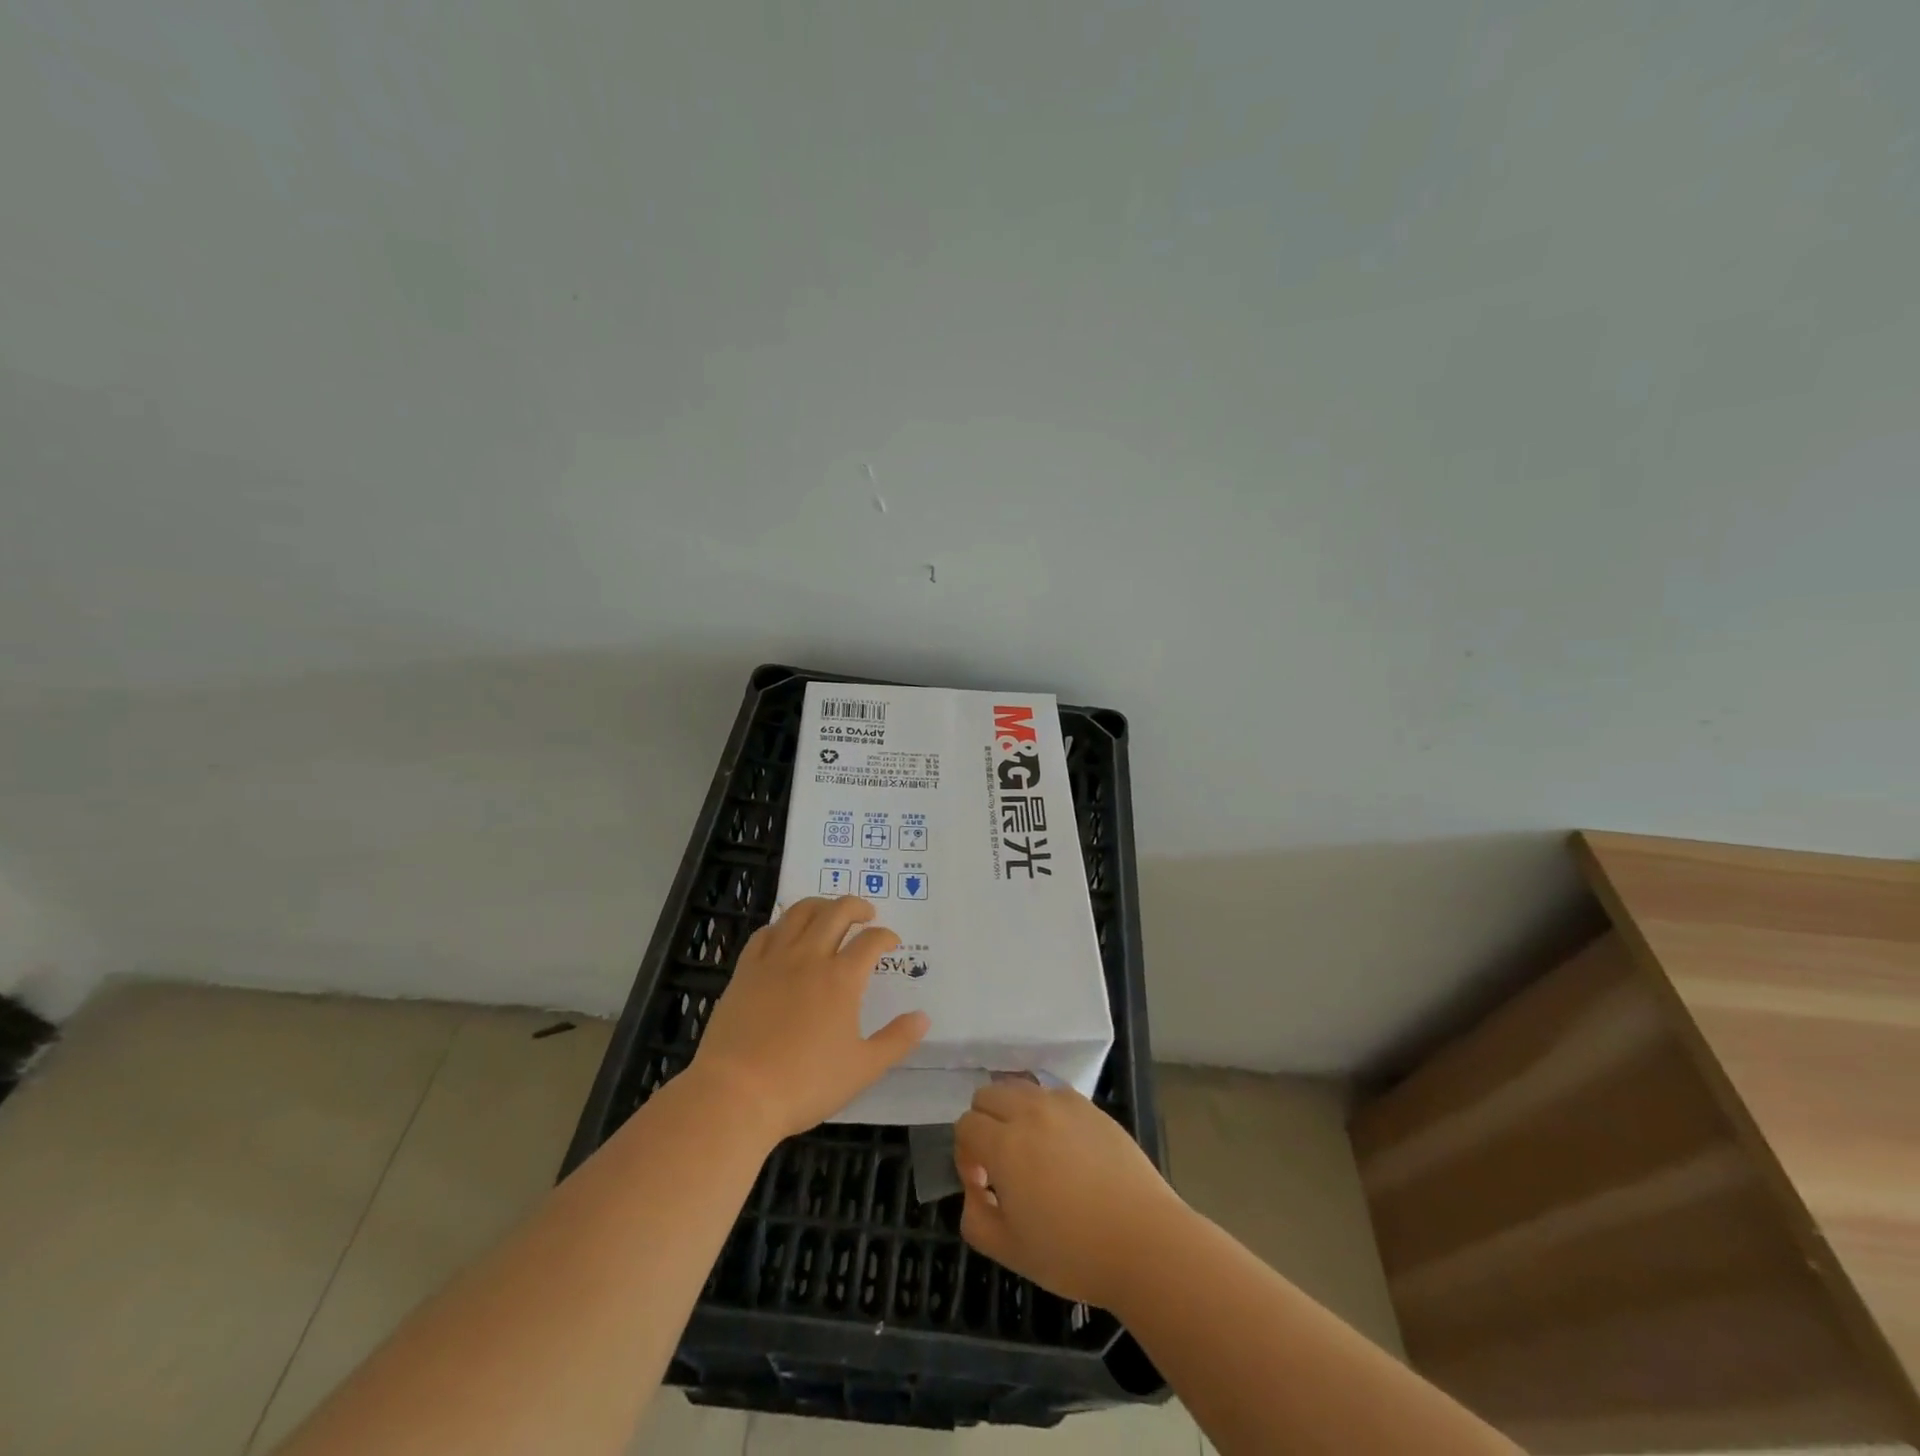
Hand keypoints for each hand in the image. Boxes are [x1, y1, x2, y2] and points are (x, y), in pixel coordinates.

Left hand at [691, 896, 928, 1141]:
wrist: (736, 1094)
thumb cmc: (805, 1083)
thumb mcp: (862, 1069)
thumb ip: (896, 1040)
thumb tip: (923, 1017)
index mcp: (842, 978)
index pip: (871, 941)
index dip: (886, 936)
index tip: (892, 942)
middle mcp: (809, 957)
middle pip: (836, 912)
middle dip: (857, 906)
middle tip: (867, 914)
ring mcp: (774, 960)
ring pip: (799, 913)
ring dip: (821, 905)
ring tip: (830, 913)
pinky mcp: (745, 970)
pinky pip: (766, 933)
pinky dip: (782, 925)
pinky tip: (786, 935)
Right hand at [954, 1078, 1185, 1308]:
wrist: (1144, 1242)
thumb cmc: (1073, 1253)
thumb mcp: (1010, 1251)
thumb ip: (975, 1218)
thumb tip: (976, 1189)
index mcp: (1005, 1145)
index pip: (966, 1125)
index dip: (966, 1155)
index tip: (984, 1185)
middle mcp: (1030, 1112)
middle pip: (988, 1094)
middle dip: (984, 1124)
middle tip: (1001, 1164)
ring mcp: (1063, 1104)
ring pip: (1020, 1087)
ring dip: (1012, 1111)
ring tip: (1031, 1150)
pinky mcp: (1091, 1107)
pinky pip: (1053, 1094)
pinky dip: (1045, 1111)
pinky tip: (1063, 1147)